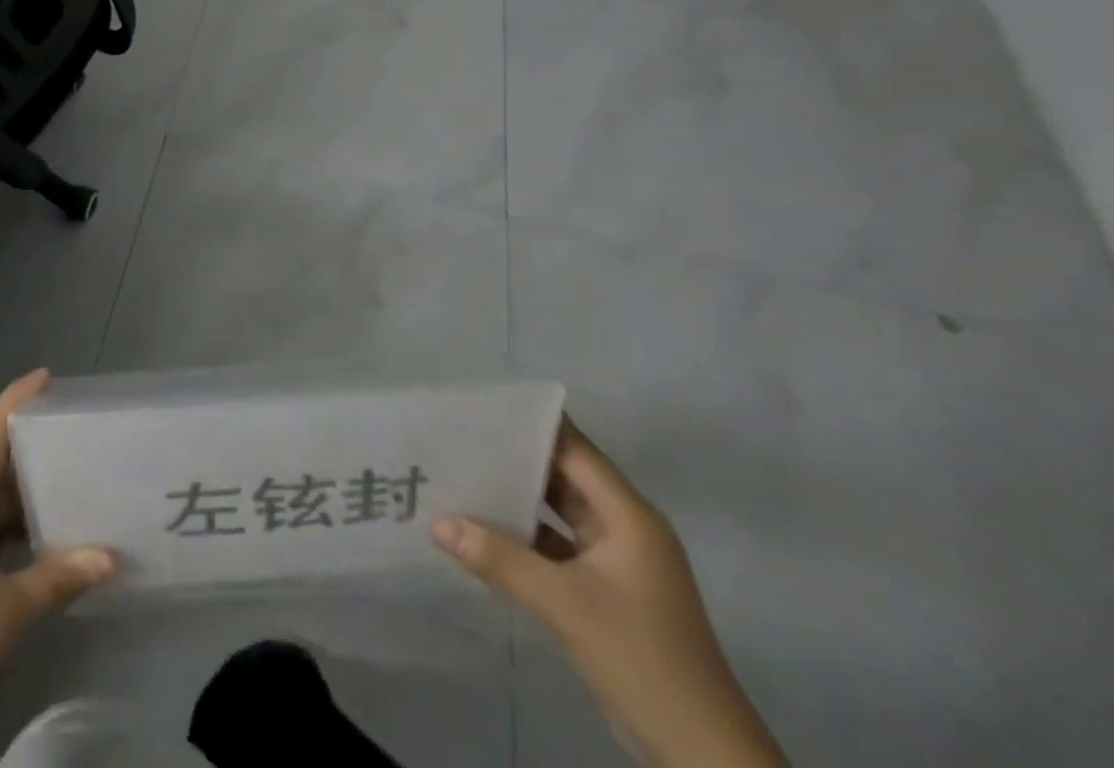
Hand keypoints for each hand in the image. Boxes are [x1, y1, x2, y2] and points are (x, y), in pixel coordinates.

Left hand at [0, 371, 114, 767]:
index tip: (46, 375)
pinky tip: (34, 535)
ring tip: (66, 481)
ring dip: (16, 497)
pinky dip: (0, 528)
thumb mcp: (4, 617)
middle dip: (27, 454)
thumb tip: (110, 558)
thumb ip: (58, 578)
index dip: (16, 404)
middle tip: (74, 435)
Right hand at [432, 420, 786, 767]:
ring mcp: (617, 563)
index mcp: (629, 516)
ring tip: (463, 477)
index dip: (531, 425)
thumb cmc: (641, 658)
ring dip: (517, 501)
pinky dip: (525, 539)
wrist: (702, 757)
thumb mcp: (565, 604)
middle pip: (564, 477)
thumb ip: (500, 559)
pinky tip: (484, 532)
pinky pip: (558, 548)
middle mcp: (625, 528)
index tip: (481, 407)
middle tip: (459, 440)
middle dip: (515, 460)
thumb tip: (438, 523)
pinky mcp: (606, 594)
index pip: (573, 450)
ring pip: (559, 514)